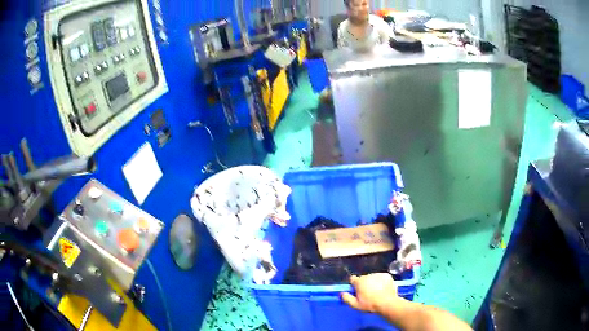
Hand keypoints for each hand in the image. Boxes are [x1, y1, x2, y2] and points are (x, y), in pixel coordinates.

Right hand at [341, 273, 398, 313]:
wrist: (388, 303)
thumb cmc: (370, 305)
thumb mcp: (355, 305)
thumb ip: (347, 298)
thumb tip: (341, 293)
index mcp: (359, 282)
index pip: (353, 279)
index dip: (354, 284)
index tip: (356, 290)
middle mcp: (368, 275)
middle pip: (363, 278)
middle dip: (364, 284)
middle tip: (368, 294)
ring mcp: (378, 274)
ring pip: (373, 278)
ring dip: (373, 282)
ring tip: (377, 292)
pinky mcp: (387, 275)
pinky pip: (381, 277)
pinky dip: (381, 281)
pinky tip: (383, 289)